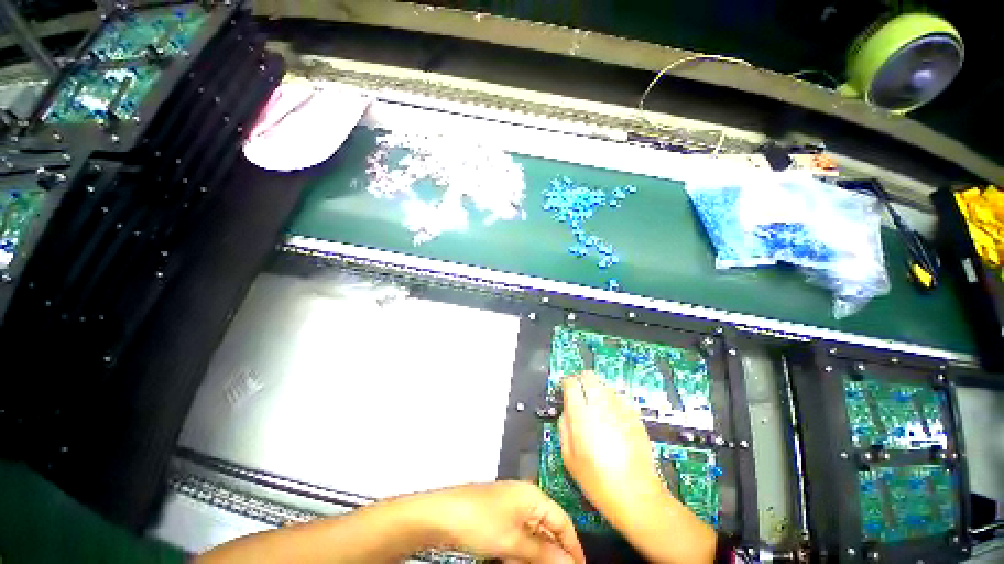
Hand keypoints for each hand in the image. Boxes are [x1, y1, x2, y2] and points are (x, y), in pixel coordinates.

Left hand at [424, 481, 585, 563]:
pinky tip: (514, 561)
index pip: (562, 520)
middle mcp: (524, 498)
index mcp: (532, 495)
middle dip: (553, 553)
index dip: (573, 546)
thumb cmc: (480, 521)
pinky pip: (517, 536)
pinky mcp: (497, 517)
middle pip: (547, 528)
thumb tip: (569, 562)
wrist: (442, 515)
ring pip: (532, 534)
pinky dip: (520, 551)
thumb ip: (543, 553)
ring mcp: (509, 507)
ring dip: (535, 555)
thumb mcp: (514, 541)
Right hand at [559, 372, 716, 563]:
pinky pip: (620, 398)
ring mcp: (621, 409)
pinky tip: (613, 418)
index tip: (565, 389)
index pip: (571, 383)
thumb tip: (566, 410)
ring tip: (596, 409)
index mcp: (581, 415)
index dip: (566, 383)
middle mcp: (601, 406)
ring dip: (597, 390)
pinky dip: (612, 401)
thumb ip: (563, 427)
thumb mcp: (568, 458)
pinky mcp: (635, 415)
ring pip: (605, 385)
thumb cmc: (597, 481)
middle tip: (579, 394)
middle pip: (589, 375)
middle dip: (581, 380)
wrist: (636, 496)